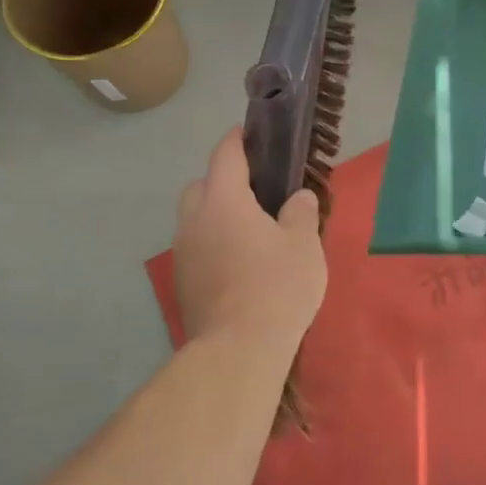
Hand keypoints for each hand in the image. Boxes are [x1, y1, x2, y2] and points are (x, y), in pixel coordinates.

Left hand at [173, 128, 327, 346]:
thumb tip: (297, 198)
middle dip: (223, 180)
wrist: (238, 350)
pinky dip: (212, 242)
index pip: (225, 155)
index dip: (238, 140)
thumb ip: (301, 213)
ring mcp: (182, 252)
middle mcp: (194, 219)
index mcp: (223, 200)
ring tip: (250, 230)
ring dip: (216, 214)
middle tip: (256, 191)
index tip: (251, 133)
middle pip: (201, 185)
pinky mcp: (182, 281)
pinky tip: (238, 262)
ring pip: (195, 218)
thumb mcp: (304, 245)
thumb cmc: (276, 286)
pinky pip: (196, 246)